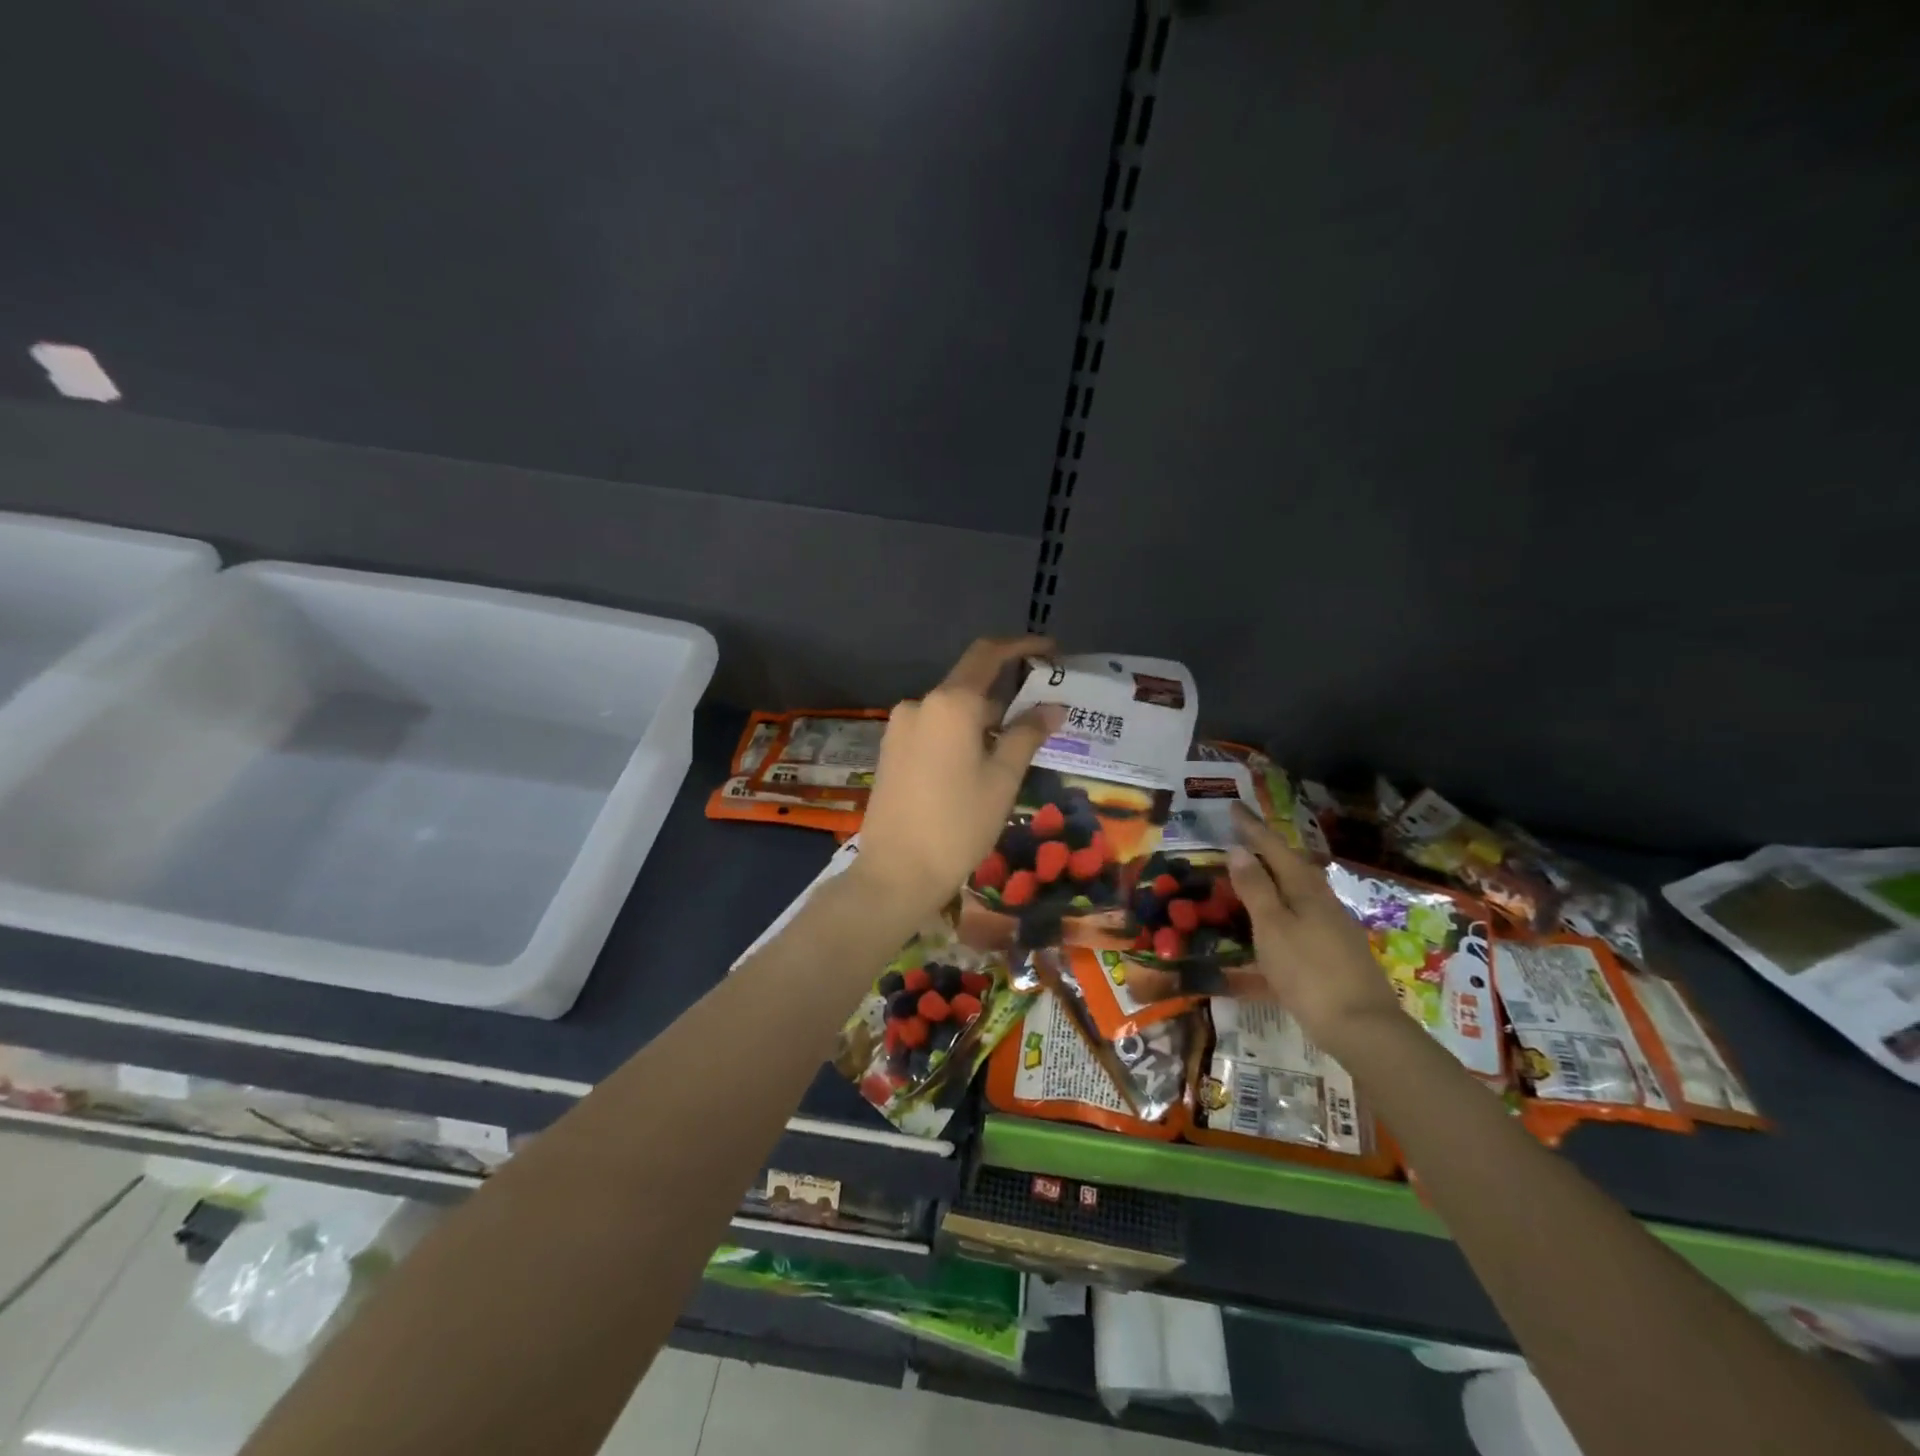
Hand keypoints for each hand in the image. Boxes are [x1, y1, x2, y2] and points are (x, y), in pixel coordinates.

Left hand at [852, 637, 1064, 915]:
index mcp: (950, 703)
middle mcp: (920, 704)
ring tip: (1012, 749)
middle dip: (1006, 694)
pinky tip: (976, 763)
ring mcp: (899, 726)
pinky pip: (932, 728)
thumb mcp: (1003, 779)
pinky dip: (959, 733)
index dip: (1021, 646)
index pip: (988, 654)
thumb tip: (1053, 708)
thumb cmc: (958, 824)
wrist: (896, 872)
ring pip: (951, 710)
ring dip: (983, 718)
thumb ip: (1028, 735)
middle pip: (969, 684)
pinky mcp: (890, 749)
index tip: (1051, 652)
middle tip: (1040, 717)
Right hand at [1226, 805, 1403, 1055]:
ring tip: (1255, 874)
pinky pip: (1303, 916)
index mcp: (1306, 890)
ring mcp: (1334, 928)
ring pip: (1300, 892)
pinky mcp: (1337, 953)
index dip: (1253, 828)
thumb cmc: (1308, 973)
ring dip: (1276, 878)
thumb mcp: (1272, 928)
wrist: (1362, 1027)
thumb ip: (1255, 889)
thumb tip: (1239, 849)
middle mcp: (1324, 902)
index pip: (1274, 849)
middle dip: (1268, 849)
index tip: (1234, 805)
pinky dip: (1283, 908)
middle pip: (1292, 866)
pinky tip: (1276, 923)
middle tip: (1243, 836)